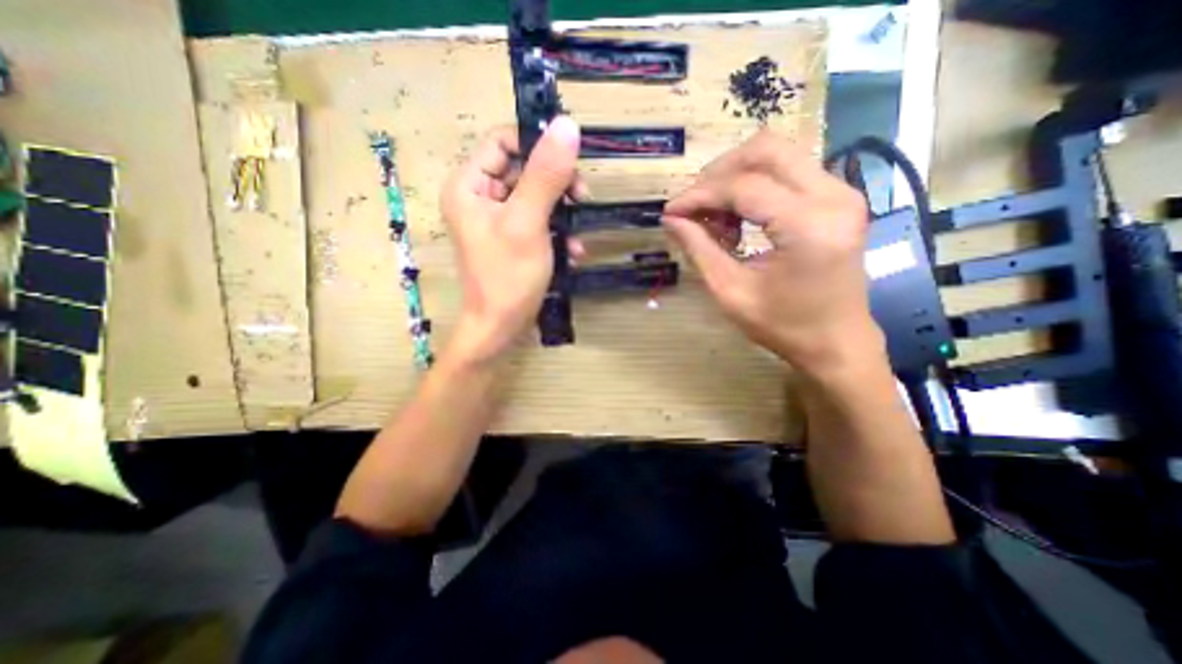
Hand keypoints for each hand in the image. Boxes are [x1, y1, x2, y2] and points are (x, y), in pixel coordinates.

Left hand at [437, 120, 579, 367]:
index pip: (504, 141)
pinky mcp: (512, 237)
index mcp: (469, 184)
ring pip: (536, 196)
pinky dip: (557, 232)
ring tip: (577, 234)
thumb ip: (545, 175)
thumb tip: (566, 125)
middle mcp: (479, 196)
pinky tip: (573, 251)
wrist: (500, 328)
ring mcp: (496, 219)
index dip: (538, 145)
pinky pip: (538, 220)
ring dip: (562, 212)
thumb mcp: (528, 223)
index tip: (570, 163)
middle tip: (582, 199)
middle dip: (557, 185)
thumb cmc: (508, 277)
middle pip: (524, 168)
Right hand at [662, 129, 879, 378]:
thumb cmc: (783, 326)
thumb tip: (671, 219)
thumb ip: (699, 249)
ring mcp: (842, 192)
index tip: (671, 212)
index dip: (699, 195)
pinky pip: (789, 171)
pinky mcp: (840, 198)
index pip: (743, 187)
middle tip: (693, 204)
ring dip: (736, 176)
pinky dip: (755, 185)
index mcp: (808, 227)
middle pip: (766, 149)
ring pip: (778, 154)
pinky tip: (738, 216)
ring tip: (714, 215)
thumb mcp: (730, 292)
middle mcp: (833, 196)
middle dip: (718, 172)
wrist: (836, 341)